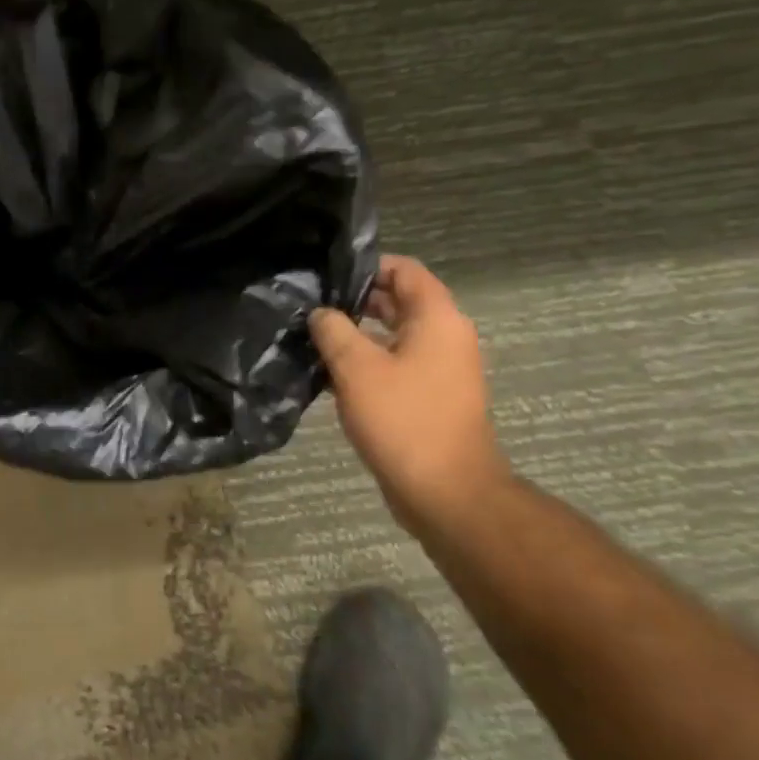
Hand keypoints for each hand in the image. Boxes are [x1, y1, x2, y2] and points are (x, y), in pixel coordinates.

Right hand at [309, 255, 506, 526]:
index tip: (326, 275)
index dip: (366, 266)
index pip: (405, 270)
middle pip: (400, 301)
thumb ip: (334, 330)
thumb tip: (321, 313)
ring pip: (395, 335)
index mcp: (437, 320)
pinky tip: (330, 372)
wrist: (447, 494)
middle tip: (311, 305)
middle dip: (355, 300)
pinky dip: (368, 362)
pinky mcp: (431, 398)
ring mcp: (441, 370)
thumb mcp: (356, 368)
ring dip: (358, 333)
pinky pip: (396, 364)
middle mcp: (445, 338)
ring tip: (313, 336)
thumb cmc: (403, 420)